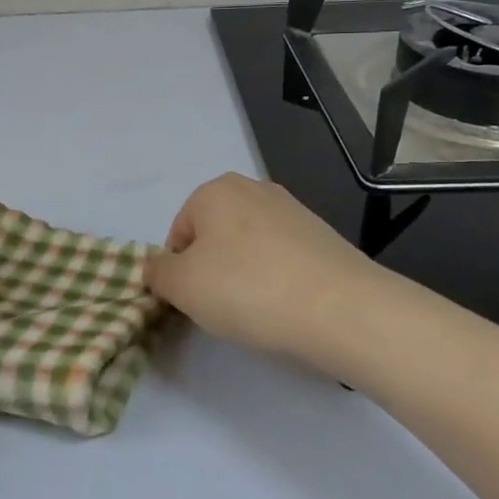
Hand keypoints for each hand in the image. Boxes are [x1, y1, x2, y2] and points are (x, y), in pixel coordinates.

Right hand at [146, 173, 383, 359]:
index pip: (178, 235)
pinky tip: (287, 306)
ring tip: (259, 310)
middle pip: (213, 238)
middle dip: (212, 271)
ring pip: (248, 248)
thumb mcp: (181, 286)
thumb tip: (158, 269)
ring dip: (244, 276)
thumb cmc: (248, 289)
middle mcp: (253, 188)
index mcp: (214, 190)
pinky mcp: (322, 236)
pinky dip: (277, 280)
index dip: (179, 273)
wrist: (342, 309)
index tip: (196, 301)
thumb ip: (157, 273)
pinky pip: (282, 259)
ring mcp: (292, 210)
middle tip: (224, 306)